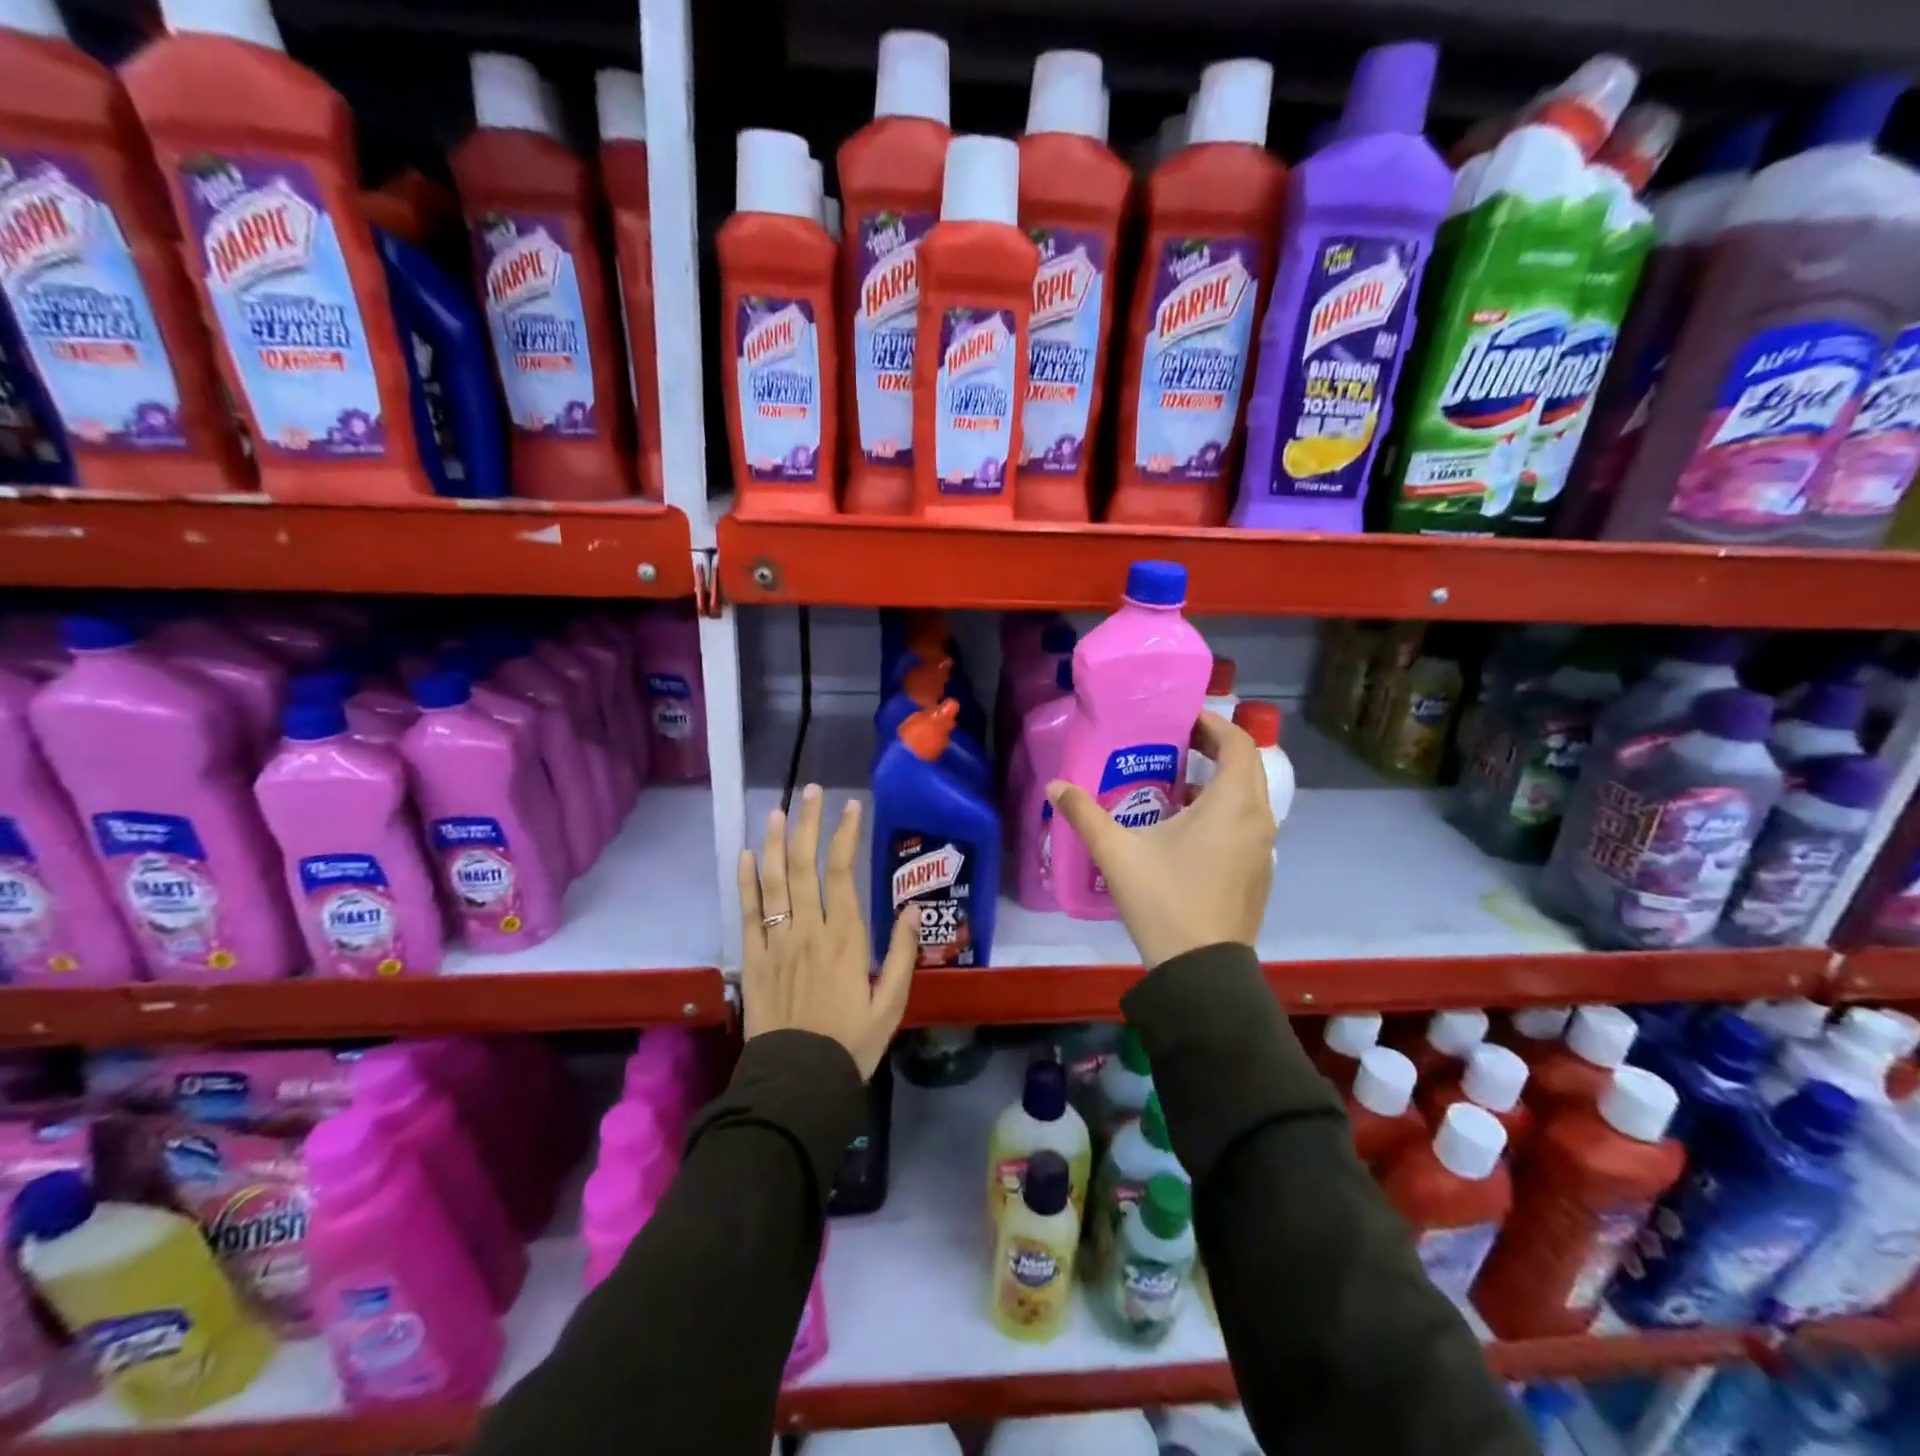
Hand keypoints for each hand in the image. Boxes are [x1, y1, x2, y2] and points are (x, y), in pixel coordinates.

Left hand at [738, 784, 917, 1078]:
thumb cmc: (852, 1043)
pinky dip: (745, 883)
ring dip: (774, 842)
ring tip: (777, 810)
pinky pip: (747, 914)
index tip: (851, 806)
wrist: (799, 1082)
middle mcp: (808, 930)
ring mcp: (776, 942)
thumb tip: (912, 909)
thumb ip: (902, 953)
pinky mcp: (753, 960)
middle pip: (804, 866)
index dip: (845, 835)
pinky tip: (745, 856)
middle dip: (808, 824)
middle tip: (810, 791)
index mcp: (845, 937)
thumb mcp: (891, 1003)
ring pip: (773, 882)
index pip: (843, 872)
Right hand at [1047, 712, 1273, 968]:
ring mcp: (1262, 849)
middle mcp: (1258, 819)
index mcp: (1232, 804)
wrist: (1202, 971)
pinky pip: (1246, 825)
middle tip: (1176, 744)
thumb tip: (1055, 786)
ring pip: (1248, 799)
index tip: (1181, 720)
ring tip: (1176, 784)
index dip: (1212, 724)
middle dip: (1215, 749)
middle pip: (1246, 767)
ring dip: (1219, 783)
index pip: (1237, 743)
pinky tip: (1186, 831)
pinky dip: (1224, 813)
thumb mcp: (1117, 853)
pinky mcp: (1258, 873)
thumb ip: (1085, 814)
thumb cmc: (1164, 899)